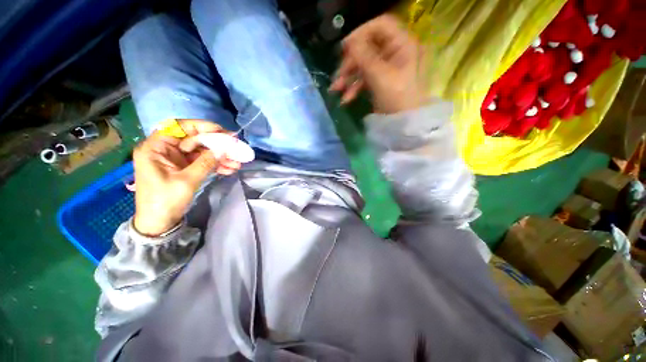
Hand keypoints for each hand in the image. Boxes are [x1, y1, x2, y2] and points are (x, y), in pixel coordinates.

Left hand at [132, 120, 241, 236]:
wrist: (159, 223)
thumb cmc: (165, 201)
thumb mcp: (186, 181)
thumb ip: (205, 162)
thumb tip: (224, 149)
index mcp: (156, 148)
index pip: (178, 127)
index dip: (201, 126)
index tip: (222, 131)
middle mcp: (165, 150)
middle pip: (194, 140)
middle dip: (217, 144)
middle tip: (236, 147)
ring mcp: (176, 159)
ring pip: (202, 151)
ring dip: (220, 156)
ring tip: (238, 163)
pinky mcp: (185, 168)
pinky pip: (203, 161)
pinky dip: (216, 164)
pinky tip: (230, 169)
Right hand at [329, 14, 428, 113]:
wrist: (404, 125)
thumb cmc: (397, 98)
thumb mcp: (380, 76)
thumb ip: (363, 56)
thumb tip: (349, 42)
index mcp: (401, 45)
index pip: (379, 26)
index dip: (360, 33)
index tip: (344, 49)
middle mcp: (395, 53)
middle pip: (368, 48)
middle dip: (350, 63)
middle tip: (338, 76)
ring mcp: (387, 69)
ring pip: (363, 65)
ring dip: (348, 77)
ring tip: (335, 90)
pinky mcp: (380, 83)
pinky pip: (364, 79)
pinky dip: (354, 88)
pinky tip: (345, 99)